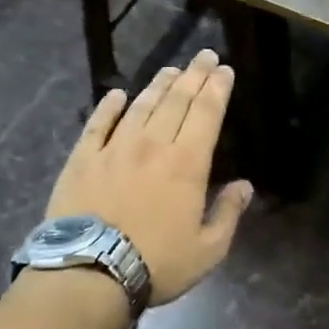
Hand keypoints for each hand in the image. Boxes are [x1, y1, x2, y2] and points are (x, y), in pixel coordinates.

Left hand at [46, 49, 254, 304]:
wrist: (89, 273)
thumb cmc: (157, 263)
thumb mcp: (208, 250)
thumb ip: (228, 214)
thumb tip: (245, 186)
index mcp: (187, 163)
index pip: (207, 113)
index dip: (218, 87)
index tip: (225, 69)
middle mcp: (153, 144)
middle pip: (177, 100)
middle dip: (194, 75)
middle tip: (204, 56)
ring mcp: (115, 148)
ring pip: (141, 105)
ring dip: (158, 85)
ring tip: (170, 70)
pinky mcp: (83, 158)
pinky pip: (98, 123)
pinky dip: (109, 106)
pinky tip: (117, 94)